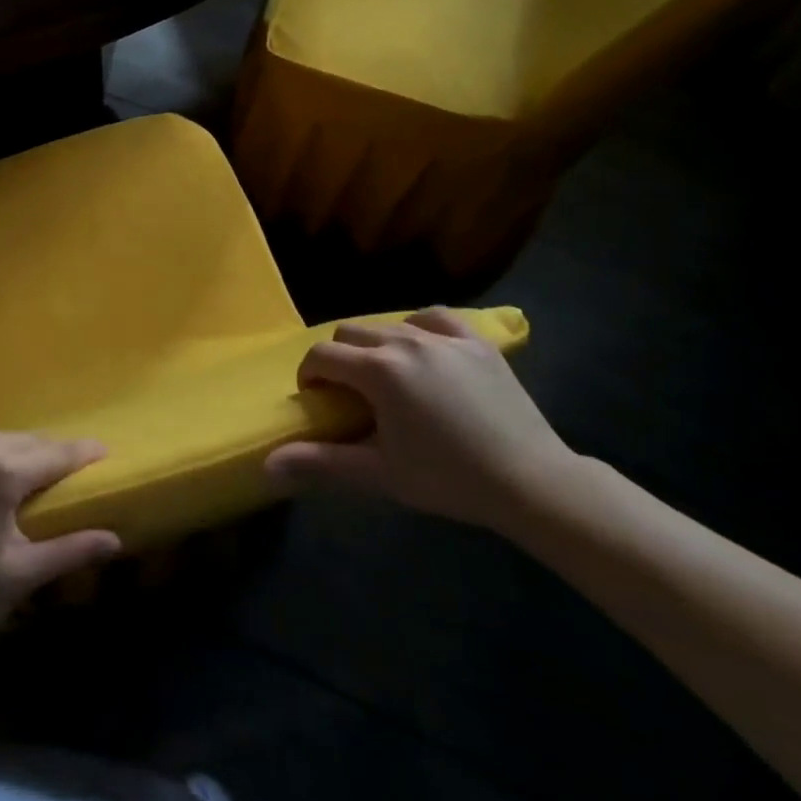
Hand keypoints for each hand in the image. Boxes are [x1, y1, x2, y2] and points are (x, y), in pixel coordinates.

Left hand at [0, 429, 120, 612]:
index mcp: (4, 471)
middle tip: (59, 470)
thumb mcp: (16, 571)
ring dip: (8, 452)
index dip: (83, 452)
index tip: (103, 450)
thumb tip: (115, 539)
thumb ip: (69, 550)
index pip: (57, 454)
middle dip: (46, 454)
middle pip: (26, 442)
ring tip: (12, 475)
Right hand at [266, 308, 575, 531]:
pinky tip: (422, 349)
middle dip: (339, 359)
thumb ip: (320, 463)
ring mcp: (444, 337)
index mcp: (378, 370)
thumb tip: (267, 465)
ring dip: (374, 346)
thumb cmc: (449, 479)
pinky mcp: (476, 341)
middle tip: (350, 394)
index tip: (318, 401)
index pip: (322, 355)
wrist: (533, 482)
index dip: (310, 375)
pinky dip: (417, 328)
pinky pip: (433, 317)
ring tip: (386, 378)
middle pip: (349, 333)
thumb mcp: (379, 474)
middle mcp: (405, 341)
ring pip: (387, 324)